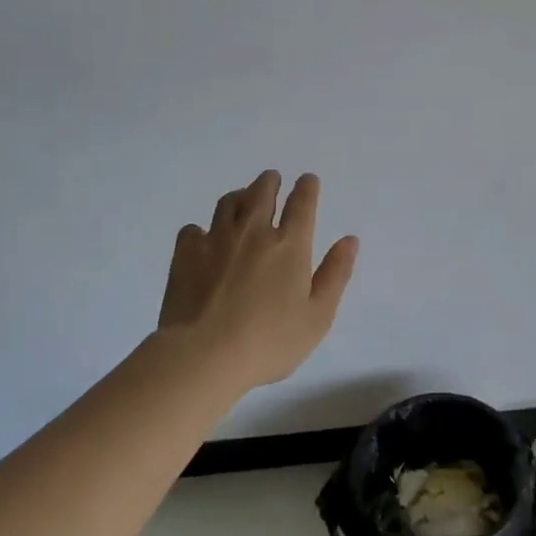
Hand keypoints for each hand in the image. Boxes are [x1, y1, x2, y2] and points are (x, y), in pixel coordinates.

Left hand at [156, 170, 359, 388]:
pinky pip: (193, 229)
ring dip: (239, 196)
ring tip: (242, 198)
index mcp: (290, 245)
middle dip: (270, 182)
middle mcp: (253, 232)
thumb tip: (350, 239)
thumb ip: (335, 274)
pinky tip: (203, 239)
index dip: (307, 187)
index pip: (302, 203)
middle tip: (272, 179)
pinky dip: (202, 229)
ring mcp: (216, 240)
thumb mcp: (317, 316)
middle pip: (262, 192)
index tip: (308, 180)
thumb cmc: (269, 341)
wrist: (203, 356)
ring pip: (228, 203)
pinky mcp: (186, 255)